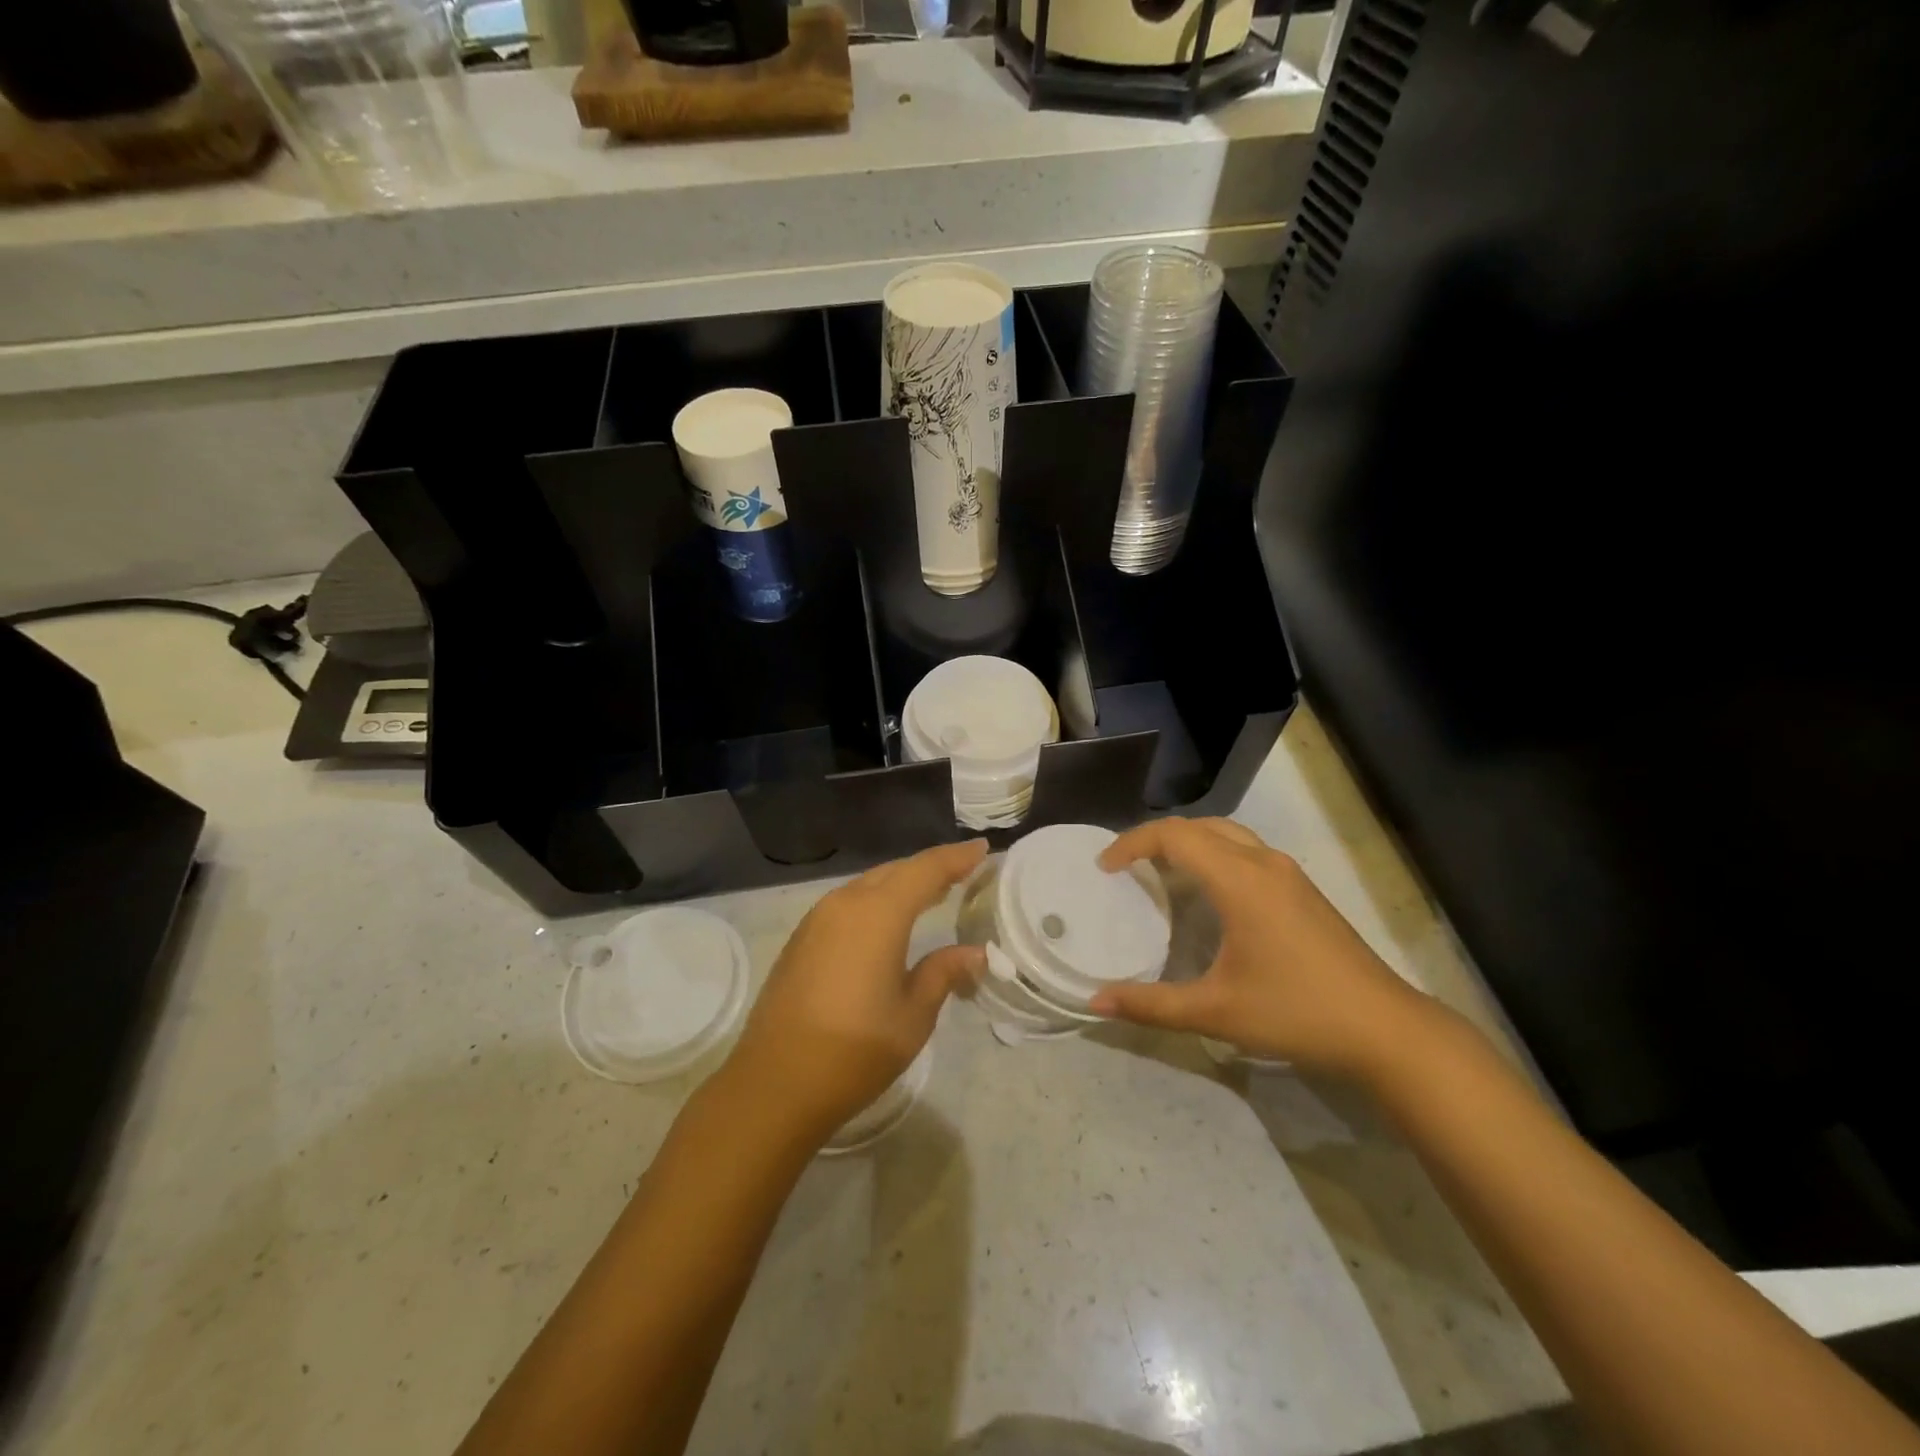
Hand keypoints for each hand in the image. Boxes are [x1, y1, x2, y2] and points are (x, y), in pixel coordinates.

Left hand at [721, 839, 988, 1145]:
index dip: (956, 857)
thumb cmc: (854, 1050)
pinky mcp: (801, 939)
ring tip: (933, 893)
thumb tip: (975, 953)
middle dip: (931, 869)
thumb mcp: (913, 1015)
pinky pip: (848, 904)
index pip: (926, 870)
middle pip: (895, 872)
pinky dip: (877, 901)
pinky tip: (889, 920)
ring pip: (869, 885)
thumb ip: (944, 973)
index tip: (983, 848)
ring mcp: (817, 919)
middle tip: (964, 872)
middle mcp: (845, 904)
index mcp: (878, 914)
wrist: (774, 1084)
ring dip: (902, 884)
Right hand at [1090, 817, 1435, 1083]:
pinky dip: (1213, 854)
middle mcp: (1264, 864)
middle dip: (1156, 839)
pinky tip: (1207, 893)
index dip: (1132, 843)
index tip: (1105, 868)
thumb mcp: (1215, 1012)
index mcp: (1240, 881)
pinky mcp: (1303, 889)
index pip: (1174, 836)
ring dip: (1187, 843)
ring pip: (1226, 835)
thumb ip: (1150, 1005)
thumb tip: (1094, 1002)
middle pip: (1198, 826)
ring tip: (1160, 874)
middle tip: (1126, 869)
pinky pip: (1245, 851)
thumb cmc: (1297, 1013)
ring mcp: (1288, 874)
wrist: (1386, 1029)